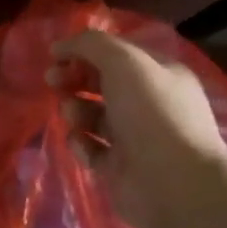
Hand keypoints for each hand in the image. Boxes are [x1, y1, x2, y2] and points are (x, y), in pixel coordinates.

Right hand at [48, 30, 226, 227]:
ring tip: (73, 116)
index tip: (56, 55)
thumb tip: (60, 46)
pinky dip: (80, 143)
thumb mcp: (124, 62)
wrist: (173, 183)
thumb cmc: (152, 113)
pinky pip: (90, 148)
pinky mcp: (119, 168)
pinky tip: (81, 142)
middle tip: (52, 80)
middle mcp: (149, 105)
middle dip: (73, 78)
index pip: (117, 54)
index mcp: (160, 75)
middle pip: (101, 83)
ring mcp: (135, 138)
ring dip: (75, 110)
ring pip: (92, 115)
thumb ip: (90, 44)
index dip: (85, 51)